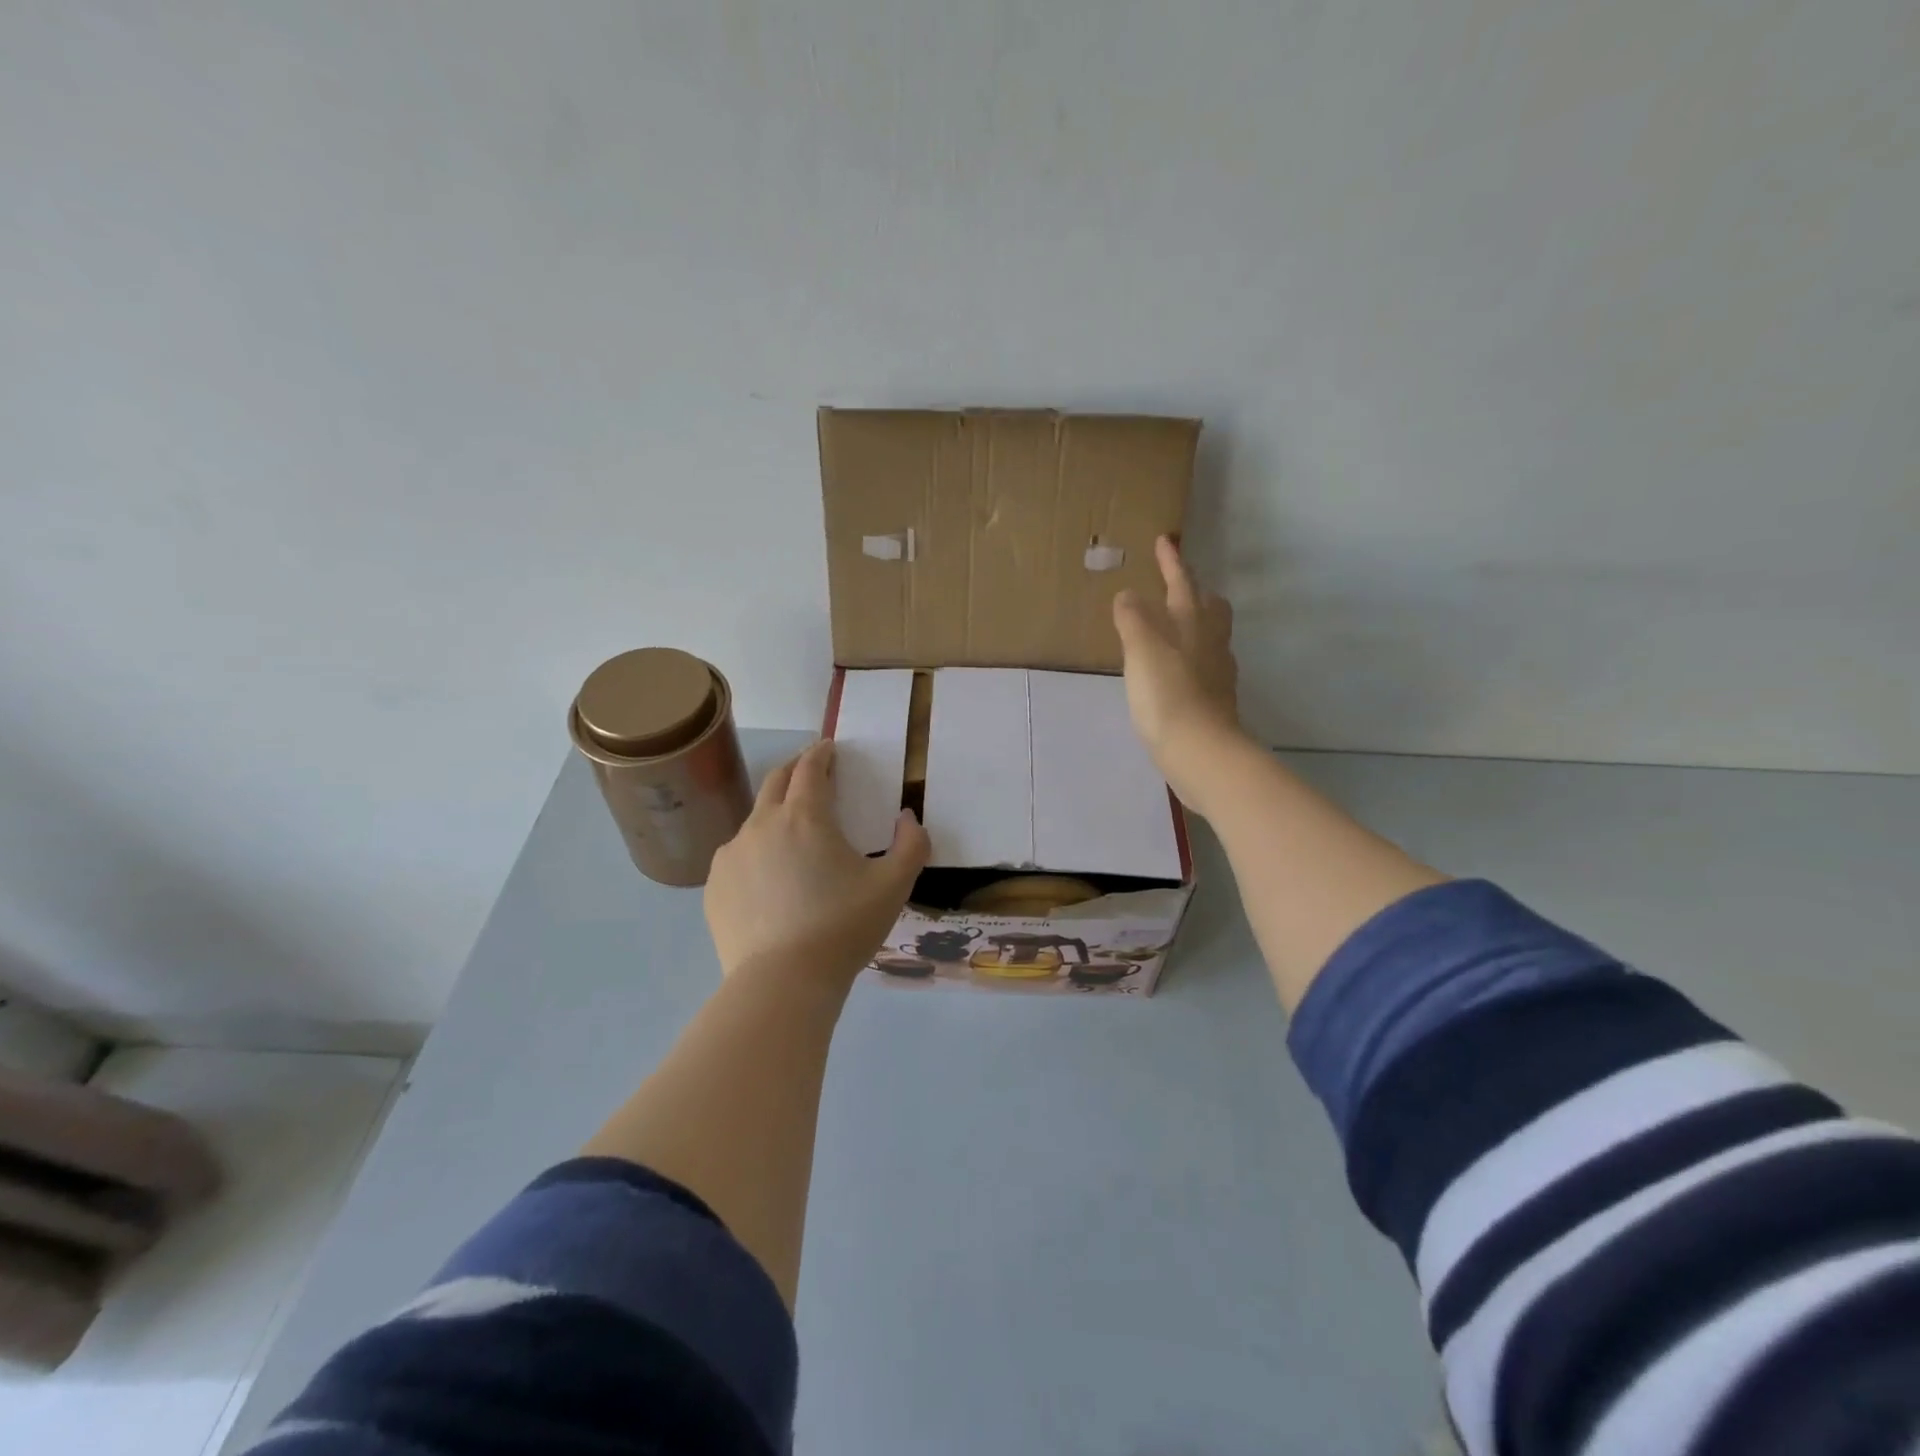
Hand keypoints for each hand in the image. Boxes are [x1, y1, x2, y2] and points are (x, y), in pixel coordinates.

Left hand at [705, 740, 929, 988]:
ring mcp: (732, 855)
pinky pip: (738, 856)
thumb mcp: (894, 886)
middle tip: (811, 771)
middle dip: (795, 768)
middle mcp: (762, 824)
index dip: (821, 753)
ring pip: (755, 820)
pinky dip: (756, 852)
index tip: (829, 748)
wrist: (782, 983)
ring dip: (775, 814)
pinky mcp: (716, 885)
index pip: (810, 768)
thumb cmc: (842, 927)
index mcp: (805, 817)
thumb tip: (908, 818)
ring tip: (792, 836)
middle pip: (776, 781)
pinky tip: (769, 879)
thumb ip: (912, 844)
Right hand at [1112, 535, 1244, 805]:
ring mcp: (1217, 673)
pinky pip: (1203, 666)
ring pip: (1209, 637)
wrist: (1199, 750)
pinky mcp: (1214, 701)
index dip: (1171, 562)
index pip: (1181, 583)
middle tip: (1176, 589)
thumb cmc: (1167, 694)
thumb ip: (1134, 618)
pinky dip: (1189, 659)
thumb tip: (1129, 595)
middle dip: (1195, 593)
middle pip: (1210, 608)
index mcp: (1192, 623)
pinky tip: (1173, 672)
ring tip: (1170, 630)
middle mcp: (1211, 643)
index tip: (1164, 540)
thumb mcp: (1142, 649)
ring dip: (1193, 626)